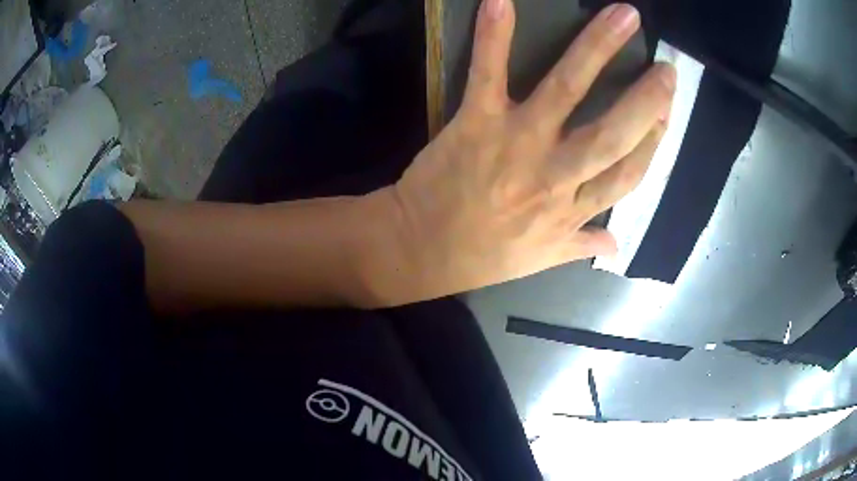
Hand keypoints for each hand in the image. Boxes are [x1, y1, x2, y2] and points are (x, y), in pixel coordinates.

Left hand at [361, 1, 675, 304]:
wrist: (423, 250)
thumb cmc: (484, 255)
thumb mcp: (542, 260)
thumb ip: (581, 245)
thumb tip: (616, 244)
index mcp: (573, 210)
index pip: (629, 173)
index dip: (654, 143)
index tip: (667, 113)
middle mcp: (556, 176)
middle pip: (613, 133)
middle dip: (645, 100)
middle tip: (667, 69)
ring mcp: (517, 144)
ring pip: (567, 91)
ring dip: (598, 48)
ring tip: (624, 16)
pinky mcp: (477, 124)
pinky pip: (489, 74)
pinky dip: (494, 36)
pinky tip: (501, 2)